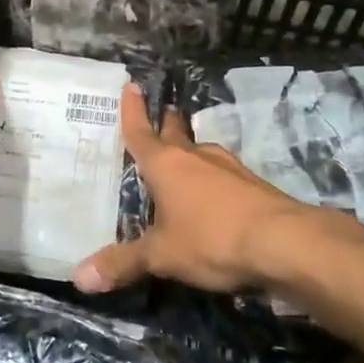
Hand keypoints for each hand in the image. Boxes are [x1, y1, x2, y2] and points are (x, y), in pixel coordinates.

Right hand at [73, 83, 345, 293]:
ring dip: (192, 153)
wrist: (284, 243)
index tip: (131, 85)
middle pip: (176, 133)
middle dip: (167, 124)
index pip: (141, 131)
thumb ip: (123, 264)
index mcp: (166, 164)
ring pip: (202, 153)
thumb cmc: (211, 239)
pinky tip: (214, 195)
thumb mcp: (162, 256)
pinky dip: (213, 179)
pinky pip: (223, 175)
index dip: (132, 110)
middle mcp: (195, 157)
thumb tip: (79, 277)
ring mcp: (229, 168)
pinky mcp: (253, 185)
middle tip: (162, 114)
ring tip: (184, 159)